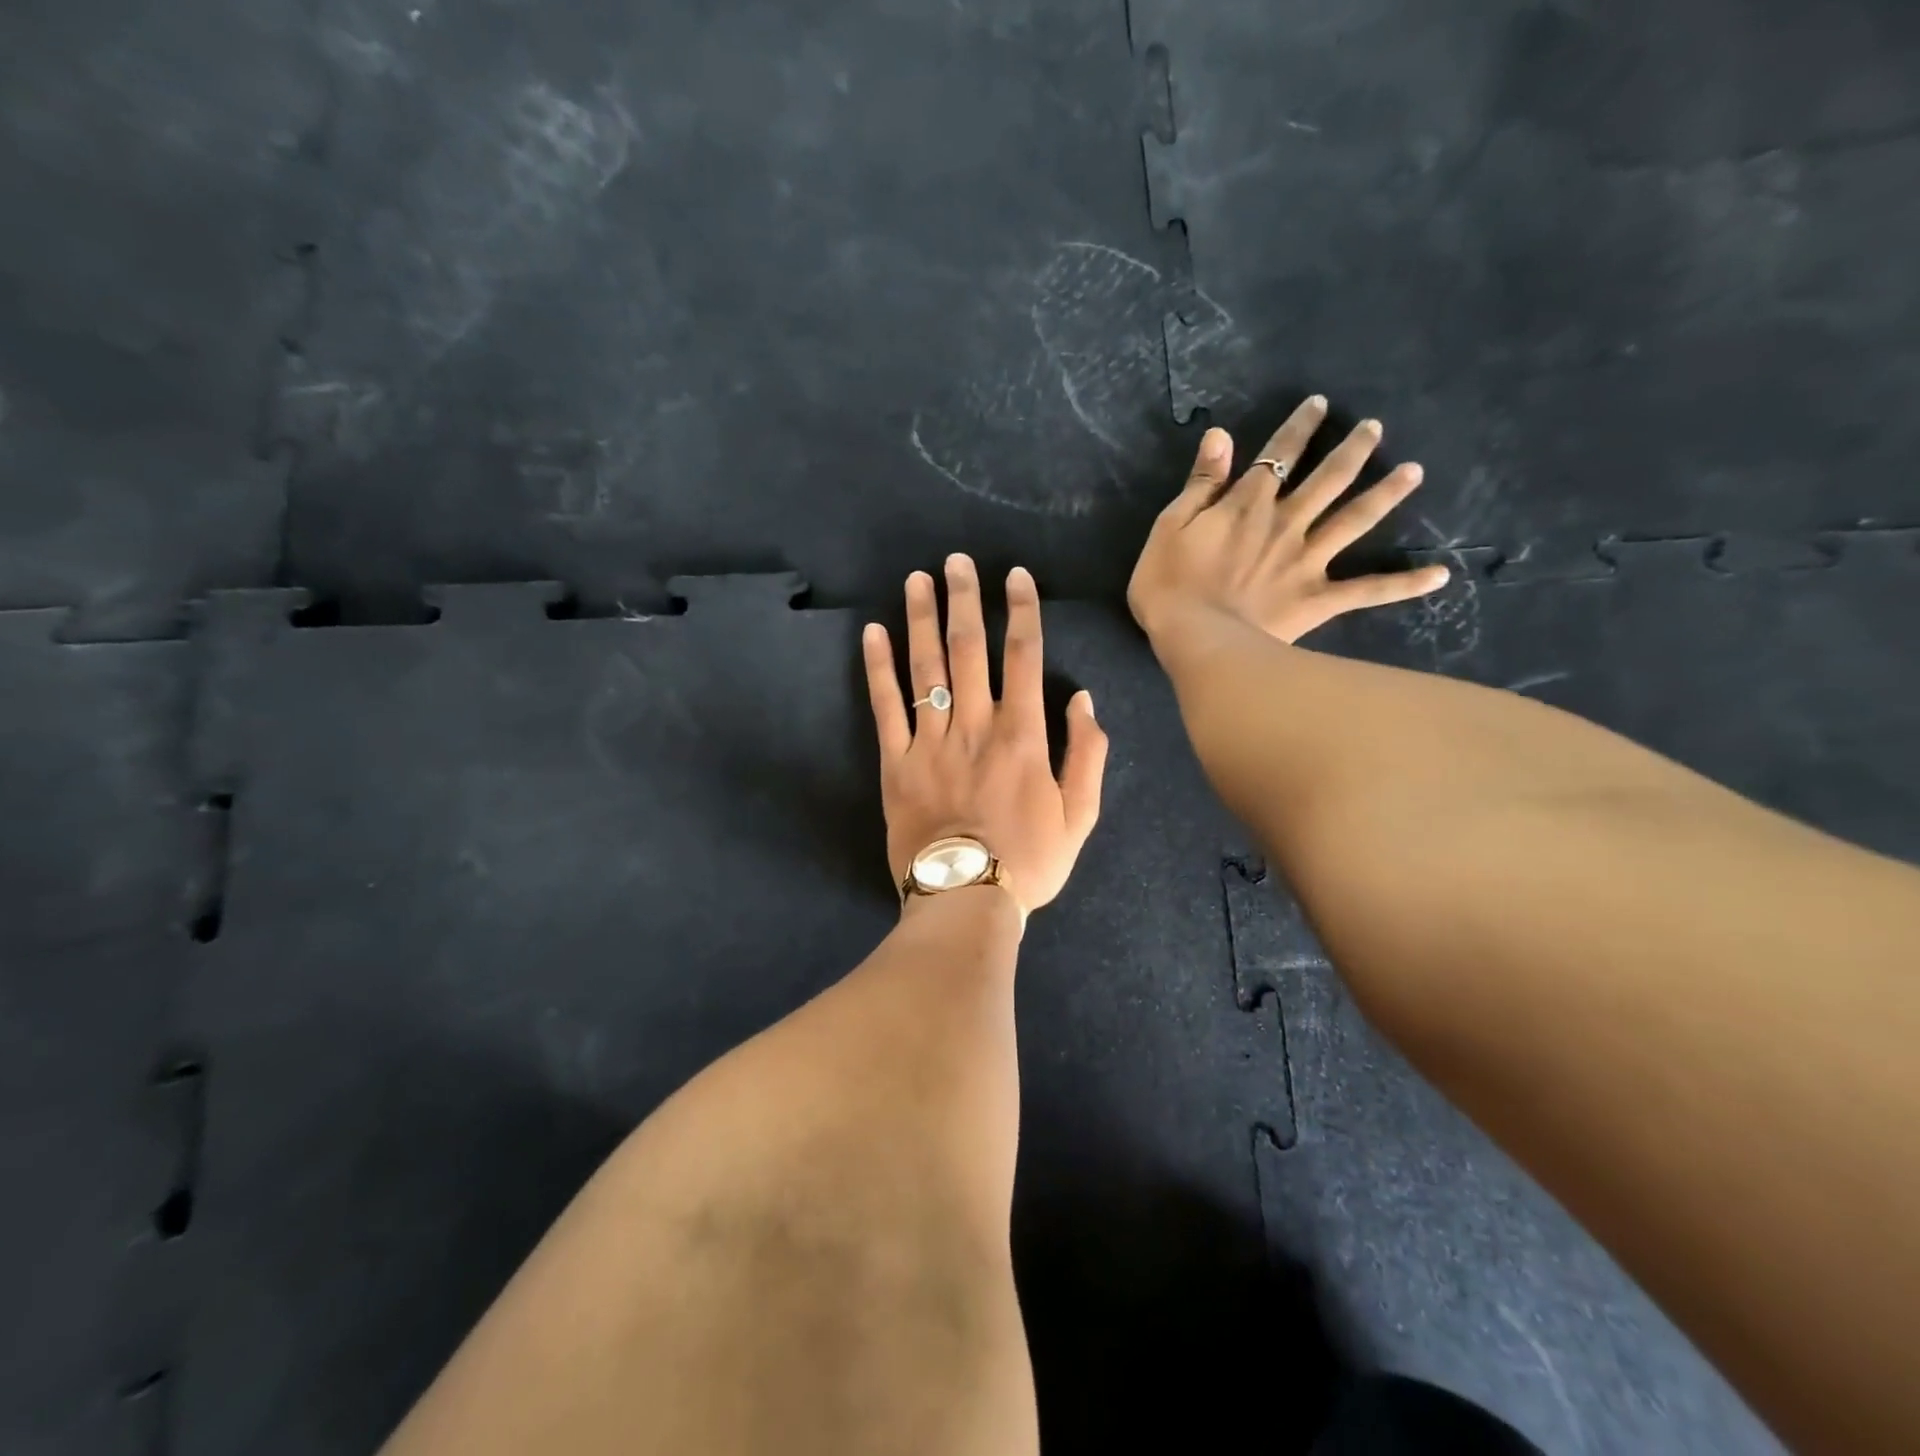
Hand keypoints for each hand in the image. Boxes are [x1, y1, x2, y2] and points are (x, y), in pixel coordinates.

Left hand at [862, 555, 1108, 918]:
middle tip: (956, 560)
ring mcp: (930, 742)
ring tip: (917, 580)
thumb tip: (1083, 701)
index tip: (1014, 576)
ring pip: (926, 667)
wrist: (966, 899)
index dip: (1020, 611)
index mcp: (1022, 735)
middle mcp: (975, 725)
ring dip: (921, 619)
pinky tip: (873, 633)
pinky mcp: (895, 763)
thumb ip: (1086, 754)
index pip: (1023, 656)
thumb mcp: (1079, 816)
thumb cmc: (1028, 862)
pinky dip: (878, 668)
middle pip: (969, 649)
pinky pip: (885, 707)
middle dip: (965, 600)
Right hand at [1127, 396, 1448, 646]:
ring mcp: (1308, 561)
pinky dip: (1405, 584)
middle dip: (1352, 450)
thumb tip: (1221, 436)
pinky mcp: (1318, 599)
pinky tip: (1440, 575)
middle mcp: (1286, 523)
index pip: (1277, 455)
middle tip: (1376, 429)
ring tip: (1414, 472)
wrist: (1196, 638)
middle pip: (1327, 479)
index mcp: (1248, 505)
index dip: (1299, 428)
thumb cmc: (1169, 585)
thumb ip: (1200, 483)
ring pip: (1355, 520)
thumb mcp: (1169, 526)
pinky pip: (1368, 591)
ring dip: (1386, 494)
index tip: (1320, 405)